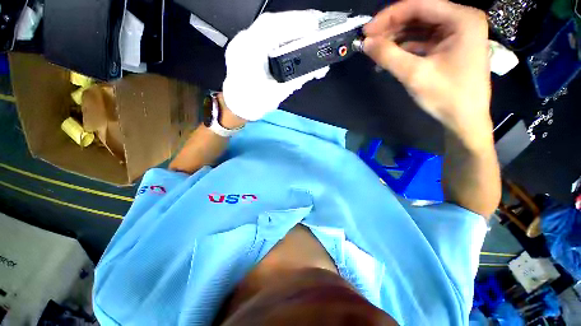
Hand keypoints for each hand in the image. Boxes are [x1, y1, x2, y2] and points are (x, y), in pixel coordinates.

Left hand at [223, 11, 329, 120]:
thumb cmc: (254, 104)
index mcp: (248, 53)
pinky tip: (291, 38)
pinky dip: (280, 34)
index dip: (295, 22)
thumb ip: (297, 79)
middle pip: (271, 23)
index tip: (315, 25)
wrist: (236, 107)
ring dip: (289, 27)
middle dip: (296, 22)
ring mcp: (243, 42)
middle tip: (316, 25)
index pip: (272, 27)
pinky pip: (265, 34)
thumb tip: (317, 69)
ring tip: (307, 31)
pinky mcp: (246, 46)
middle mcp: (243, 42)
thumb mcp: (278, 93)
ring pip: (268, 27)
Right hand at [363, 0, 491, 137]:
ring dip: (395, 39)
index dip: (389, 16)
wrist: (464, 119)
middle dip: (391, 28)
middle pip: (419, 15)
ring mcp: (456, 34)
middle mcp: (461, 20)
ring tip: (375, 51)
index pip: (419, 5)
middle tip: (368, 42)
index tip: (366, 31)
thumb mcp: (414, 74)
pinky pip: (422, 41)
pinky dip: (404, 49)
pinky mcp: (449, 47)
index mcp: (461, 19)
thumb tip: (365, 43)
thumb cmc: (446, 96)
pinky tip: (388, 58)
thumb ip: (388, 56)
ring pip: (419, 28)